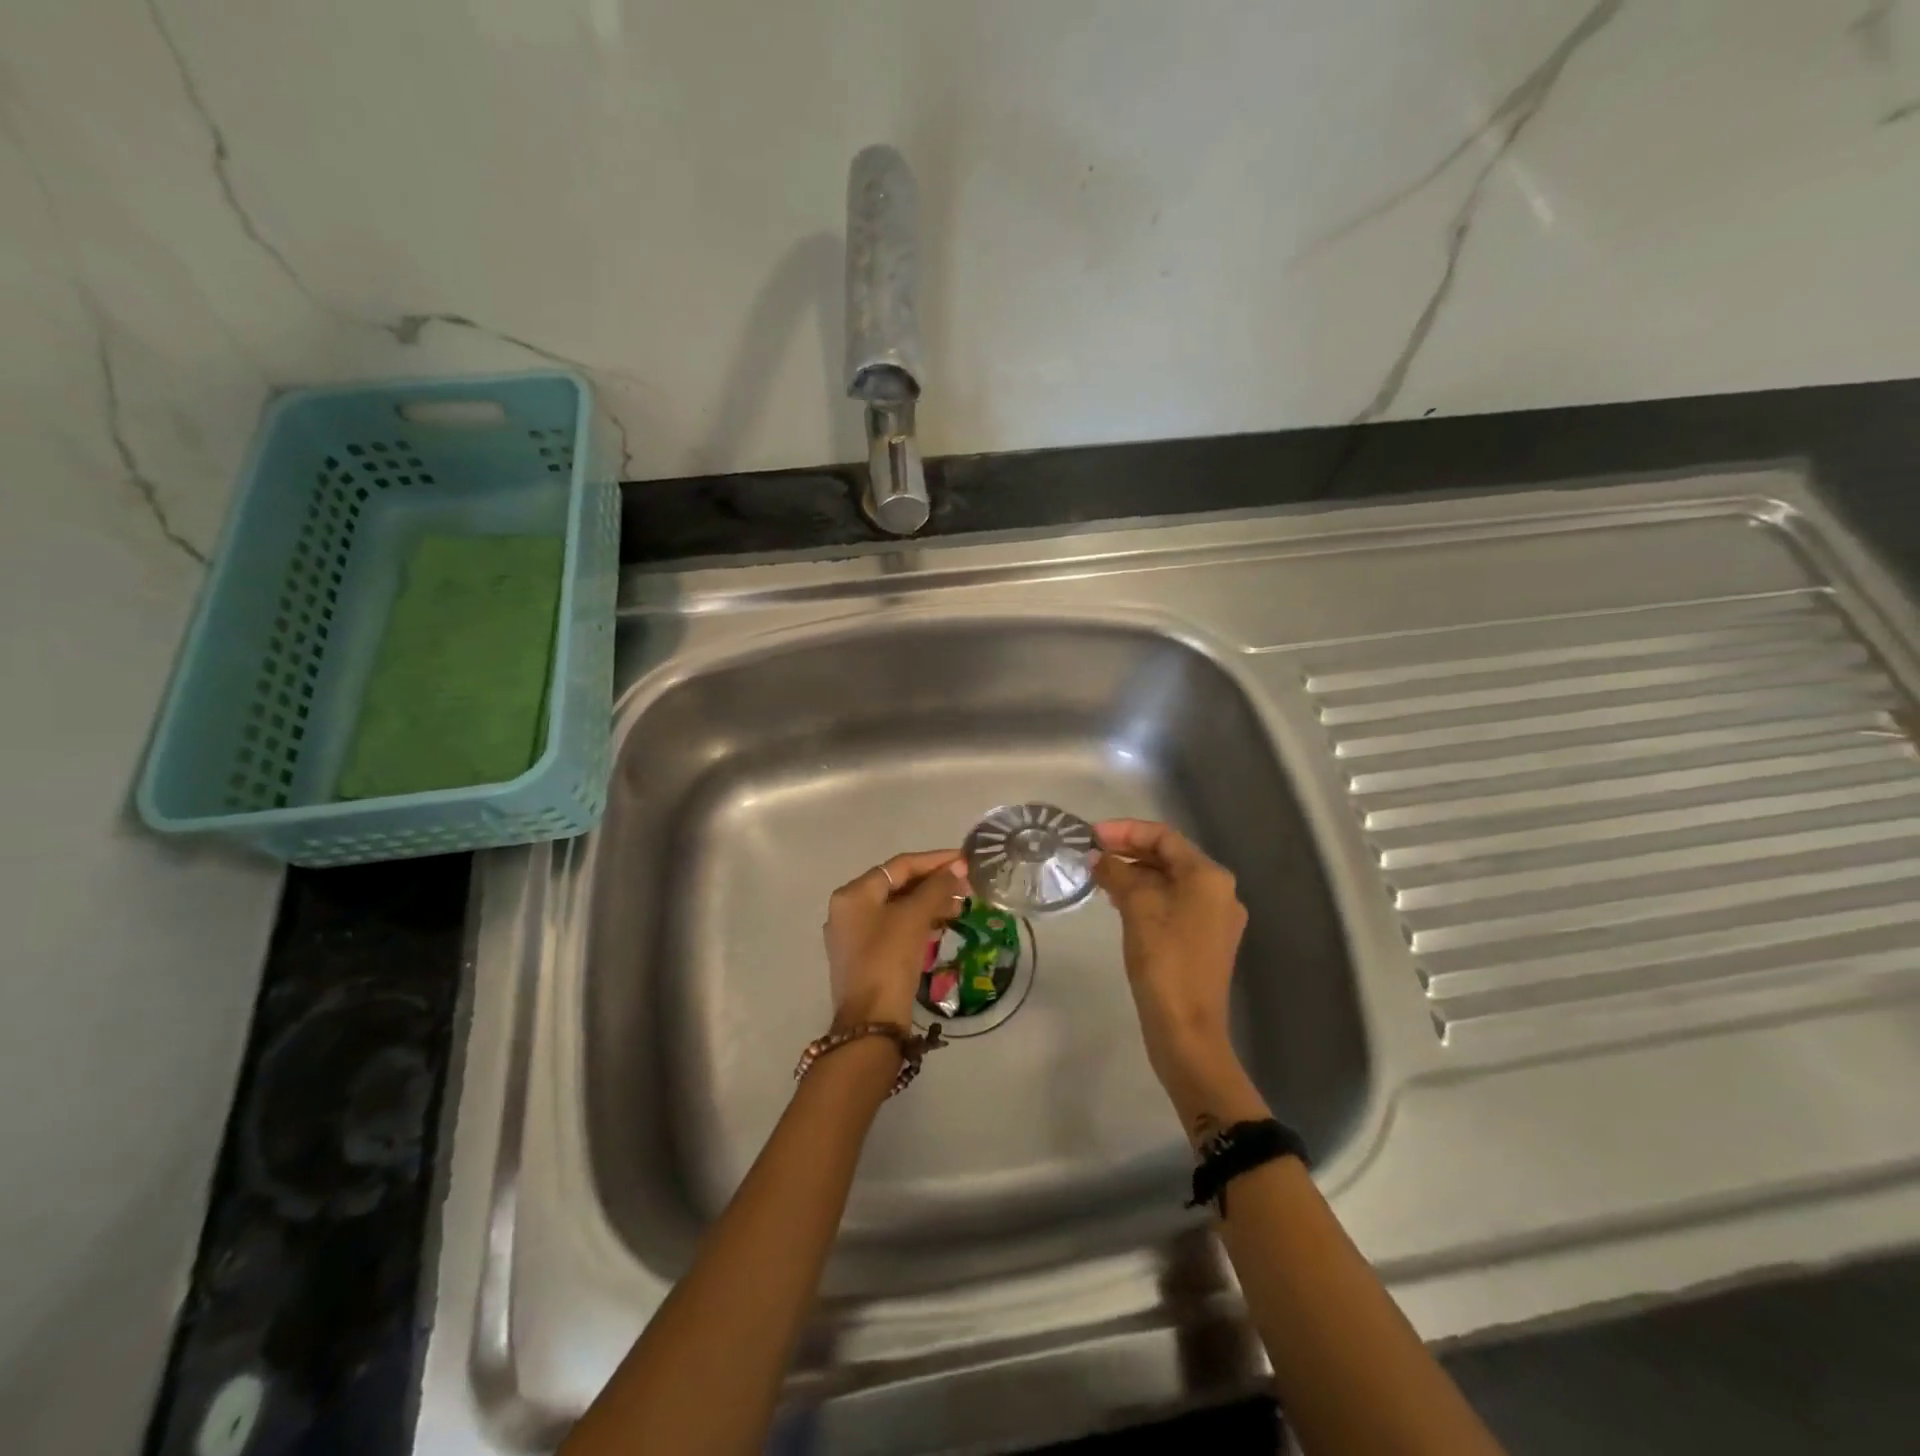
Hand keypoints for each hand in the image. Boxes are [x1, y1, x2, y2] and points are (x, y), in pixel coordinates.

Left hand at [823, 850, 968, 1026]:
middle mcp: (848, 910)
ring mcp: (855, 936)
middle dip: (934, 883)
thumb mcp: (914, 918)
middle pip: (898, 885)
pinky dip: (919, 922)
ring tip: (961, 904)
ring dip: (929, 903)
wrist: (871, 1024)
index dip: (935, 860)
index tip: (965, 860)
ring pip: (898, 907)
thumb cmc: (888, 961)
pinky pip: (895, 928)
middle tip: (967, 885)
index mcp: (853, 894)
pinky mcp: (865, 958)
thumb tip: (957, 868)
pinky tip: (943, 925)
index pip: (900, 866)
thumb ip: (936, 888)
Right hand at [1093, 819, 1263, 1136]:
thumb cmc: (1164, 962)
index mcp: (1209, 877)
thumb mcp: (1137, 909)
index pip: (1164, 836)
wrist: (1187, 1030)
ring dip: (1135, 873)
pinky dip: (1146, 895)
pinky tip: (1119, 902)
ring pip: (1170, 881)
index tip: (1090, 835)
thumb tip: (1097, 856)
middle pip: (1169, 856)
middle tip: (1091, 852)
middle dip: (1129, 850)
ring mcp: (1215, 918)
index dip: (1125, 830)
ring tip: (1099, 875)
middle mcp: (1219, 892)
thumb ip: (1117, 874)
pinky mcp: (1204, 940)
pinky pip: (1173, 903)